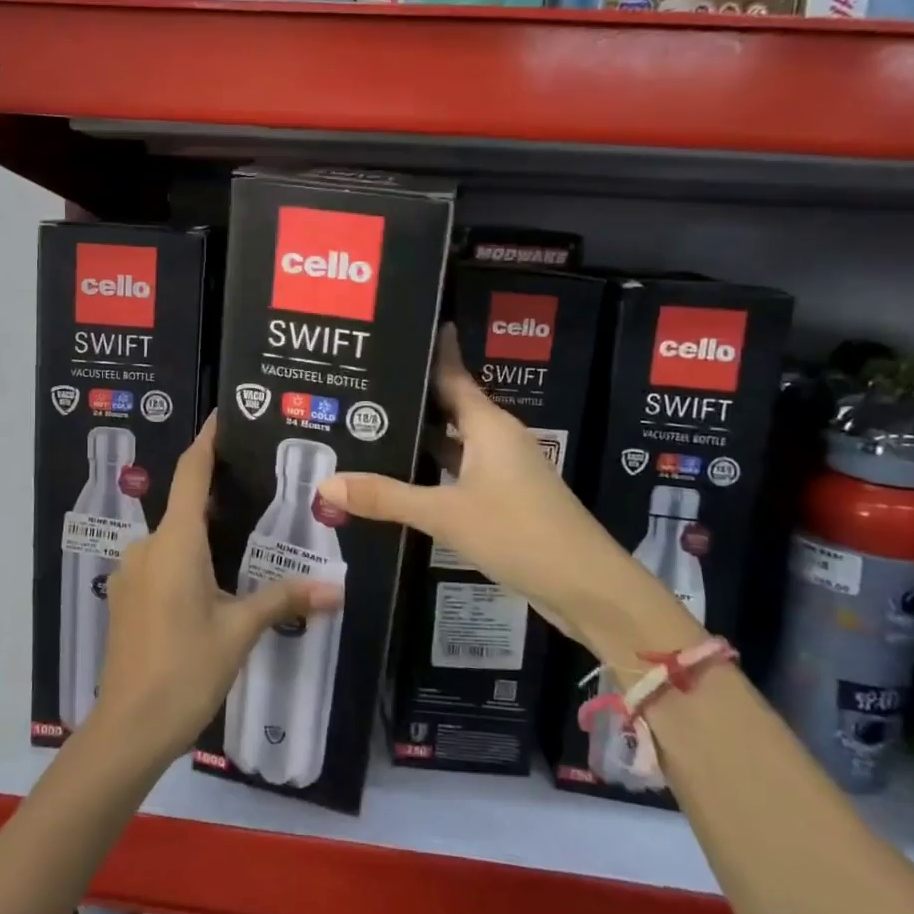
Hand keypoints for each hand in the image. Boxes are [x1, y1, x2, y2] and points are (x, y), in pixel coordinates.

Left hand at [91, 413, 340, 767]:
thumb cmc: (186, 670)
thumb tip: (335, 590)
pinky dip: (187, 559)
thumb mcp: (239, 632)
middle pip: (185, 505)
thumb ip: (283, 600)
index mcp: (176, 542)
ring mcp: (132, 572)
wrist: (129, 728)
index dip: (207, 441)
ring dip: (203, 534)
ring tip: (243, 540)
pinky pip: (161, 562)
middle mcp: (148, 546)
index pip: (190, 472)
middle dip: (217, 496)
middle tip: (258, 490)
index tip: (224, 416)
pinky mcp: (127, 597)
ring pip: (173, 538)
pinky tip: (212, 582)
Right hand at [315, 327, 700, 666]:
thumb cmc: (519, 533)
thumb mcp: (445, 514)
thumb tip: (326, 483)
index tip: (402, 325)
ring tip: (371, 429)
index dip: (432, 350)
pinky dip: (432, 470)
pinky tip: (402, 478)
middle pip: (449, 406)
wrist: (586, 587)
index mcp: (489, 426)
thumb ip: (386, 498)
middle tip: (363, 387)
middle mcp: (497, 440)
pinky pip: (460, 471)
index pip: (454, 374)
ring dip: (420, 437)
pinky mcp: (505, 500)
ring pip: (454, 442)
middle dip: (411, 396)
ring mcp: (504, 471)